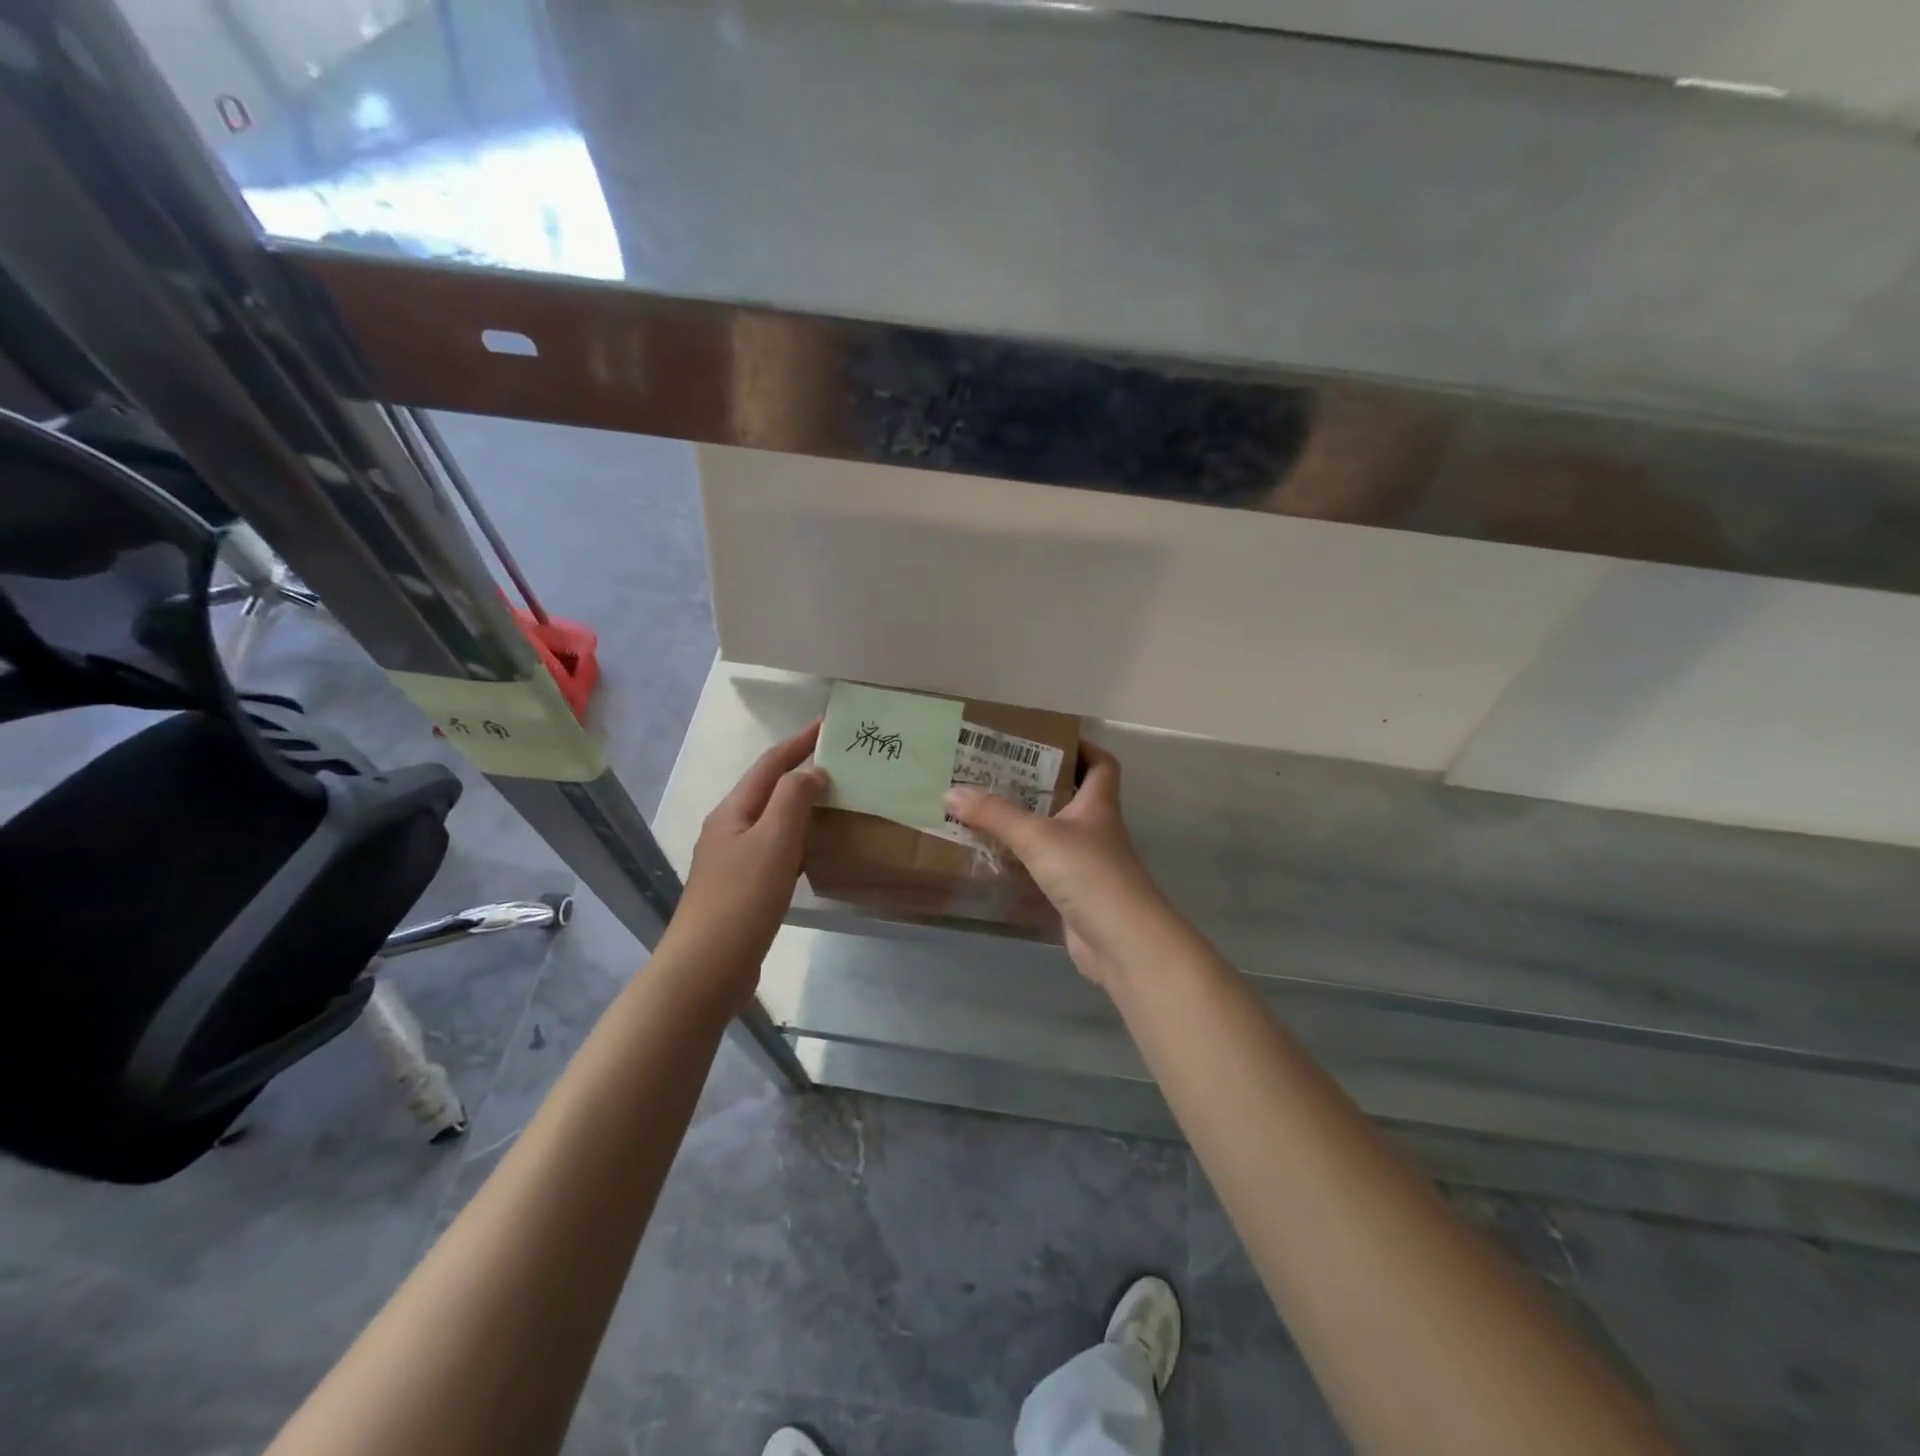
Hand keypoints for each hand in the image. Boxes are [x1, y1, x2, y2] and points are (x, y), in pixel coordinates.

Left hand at [663, 721, 823, 1006]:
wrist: (706, 968)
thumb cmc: (742, 899)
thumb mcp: (773, 841)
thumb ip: (793, 799)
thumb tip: (811, 771)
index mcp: (733, 811)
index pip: (770, 764)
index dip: (799, 742)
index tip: (829, 725)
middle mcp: (729, 829)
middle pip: (769, 790)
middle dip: (803, 772)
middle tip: (844, 766)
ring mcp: (733, 860)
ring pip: (774, 821)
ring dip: (803, 808)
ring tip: (839, 803)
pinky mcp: (742, 888)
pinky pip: (776, 851)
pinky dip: (800, 841)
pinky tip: (819, 852)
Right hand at [943, 743, 1177, 988]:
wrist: (1121, 941)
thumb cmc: (1088, 873)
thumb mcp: (1037, 836)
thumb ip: (995, 815)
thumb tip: (950, 792)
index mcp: (1098, 804)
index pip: (1101, 764)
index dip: (1082, 748)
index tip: (1045, 741)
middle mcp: (1095, 829)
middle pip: (1071, 796)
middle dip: (1037, 784)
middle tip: (996, 773)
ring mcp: (1086, 863)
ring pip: (1054, 833)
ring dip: (1026, 823)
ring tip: (984, 809)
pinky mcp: (1074, 894)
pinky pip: (1044, 867)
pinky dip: (1022, 860)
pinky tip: (993, 857)